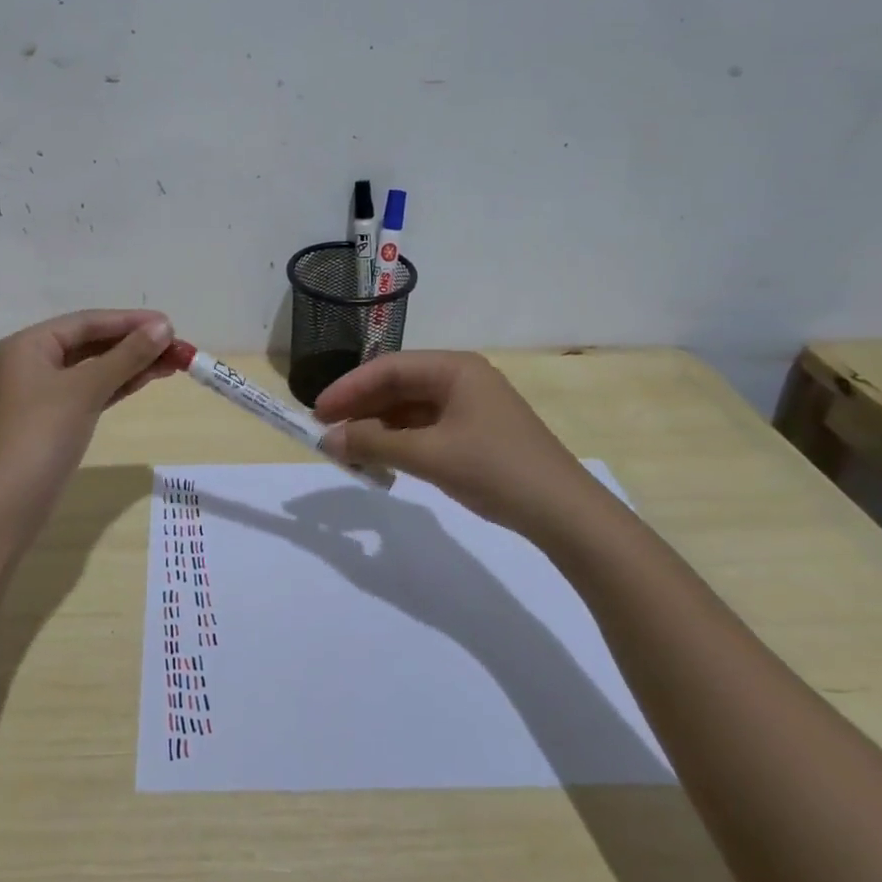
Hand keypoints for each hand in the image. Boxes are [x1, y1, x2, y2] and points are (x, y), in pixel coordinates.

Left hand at [0, 309, 175, 509]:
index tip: (170, 324)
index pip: (86, 322)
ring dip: (131, 364)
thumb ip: (126, 356)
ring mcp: (43, 392)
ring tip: (172, 362)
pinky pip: (91, 390)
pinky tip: (146, 379)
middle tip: (177, 346)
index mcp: (29, 344)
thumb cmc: (42, 435)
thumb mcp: (86, 390)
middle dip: (134, 344)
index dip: (130, 321)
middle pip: (91, 343)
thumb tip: (164, 327)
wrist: (10, 504)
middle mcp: (33, 361)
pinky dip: (118, 384)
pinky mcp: (54, 419)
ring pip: (94, 368)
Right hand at [315, 351, 617, 535]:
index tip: (317, 412)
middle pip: (398, 385)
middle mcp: (461, 379)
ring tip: (348, 450)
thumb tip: (327, 440)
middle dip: (361, 408)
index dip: (348, 388)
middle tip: (326, 432)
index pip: (388, 368)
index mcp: (454, 368)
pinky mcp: (476, 432)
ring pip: (410, 408)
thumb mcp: (428, 455)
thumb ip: (373, 444)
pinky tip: (382, 459)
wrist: (564, 513)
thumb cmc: (495, 470)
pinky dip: (400, 441)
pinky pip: (425, 428)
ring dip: (378, 427)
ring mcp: (470, 406)